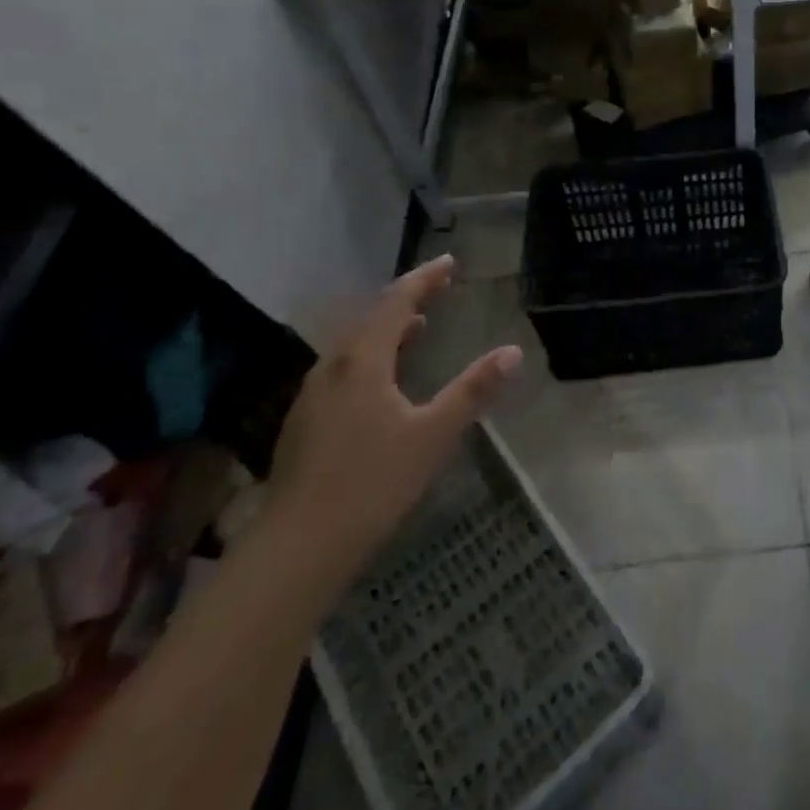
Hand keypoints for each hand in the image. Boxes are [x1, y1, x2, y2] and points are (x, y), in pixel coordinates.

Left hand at [262, 256, 521, 583]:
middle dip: (406, 298)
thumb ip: (473, 390)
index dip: (424, 279)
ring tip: (417, 324)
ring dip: (386, 327)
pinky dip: (371, 355)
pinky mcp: (306, 422)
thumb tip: (513, 351)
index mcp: (363, 361)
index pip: (396, 303)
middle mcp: (333, 368)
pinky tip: (383, 378)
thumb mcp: (434, 434)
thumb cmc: (372, 482)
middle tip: (437, 286)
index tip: (449, 262)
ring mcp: (313, 395)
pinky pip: (344, 368)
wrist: (297, 546)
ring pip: (354, 345)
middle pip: (370, 318)